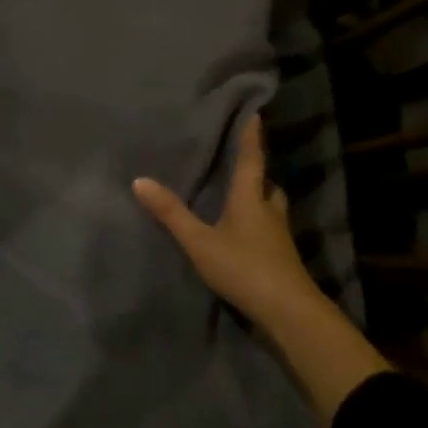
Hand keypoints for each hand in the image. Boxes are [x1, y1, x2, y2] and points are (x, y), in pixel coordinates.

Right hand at [134, 113, 388, 423]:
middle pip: (267, 186)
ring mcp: (279, 239)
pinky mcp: (282, 261)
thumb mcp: (200, 241)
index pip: (252, 161)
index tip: (255, 115)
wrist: (288, 313)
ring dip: (260, 201)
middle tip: (243, 165)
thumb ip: (171, 213)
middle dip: (257, 174)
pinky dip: (258, 227)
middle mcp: (270, 213)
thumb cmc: (244, 268)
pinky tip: (244, 237)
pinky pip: (270, 233)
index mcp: (251, 199)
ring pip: (272, 210)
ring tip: (241, 199)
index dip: (251, 138)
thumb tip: (139, 180)